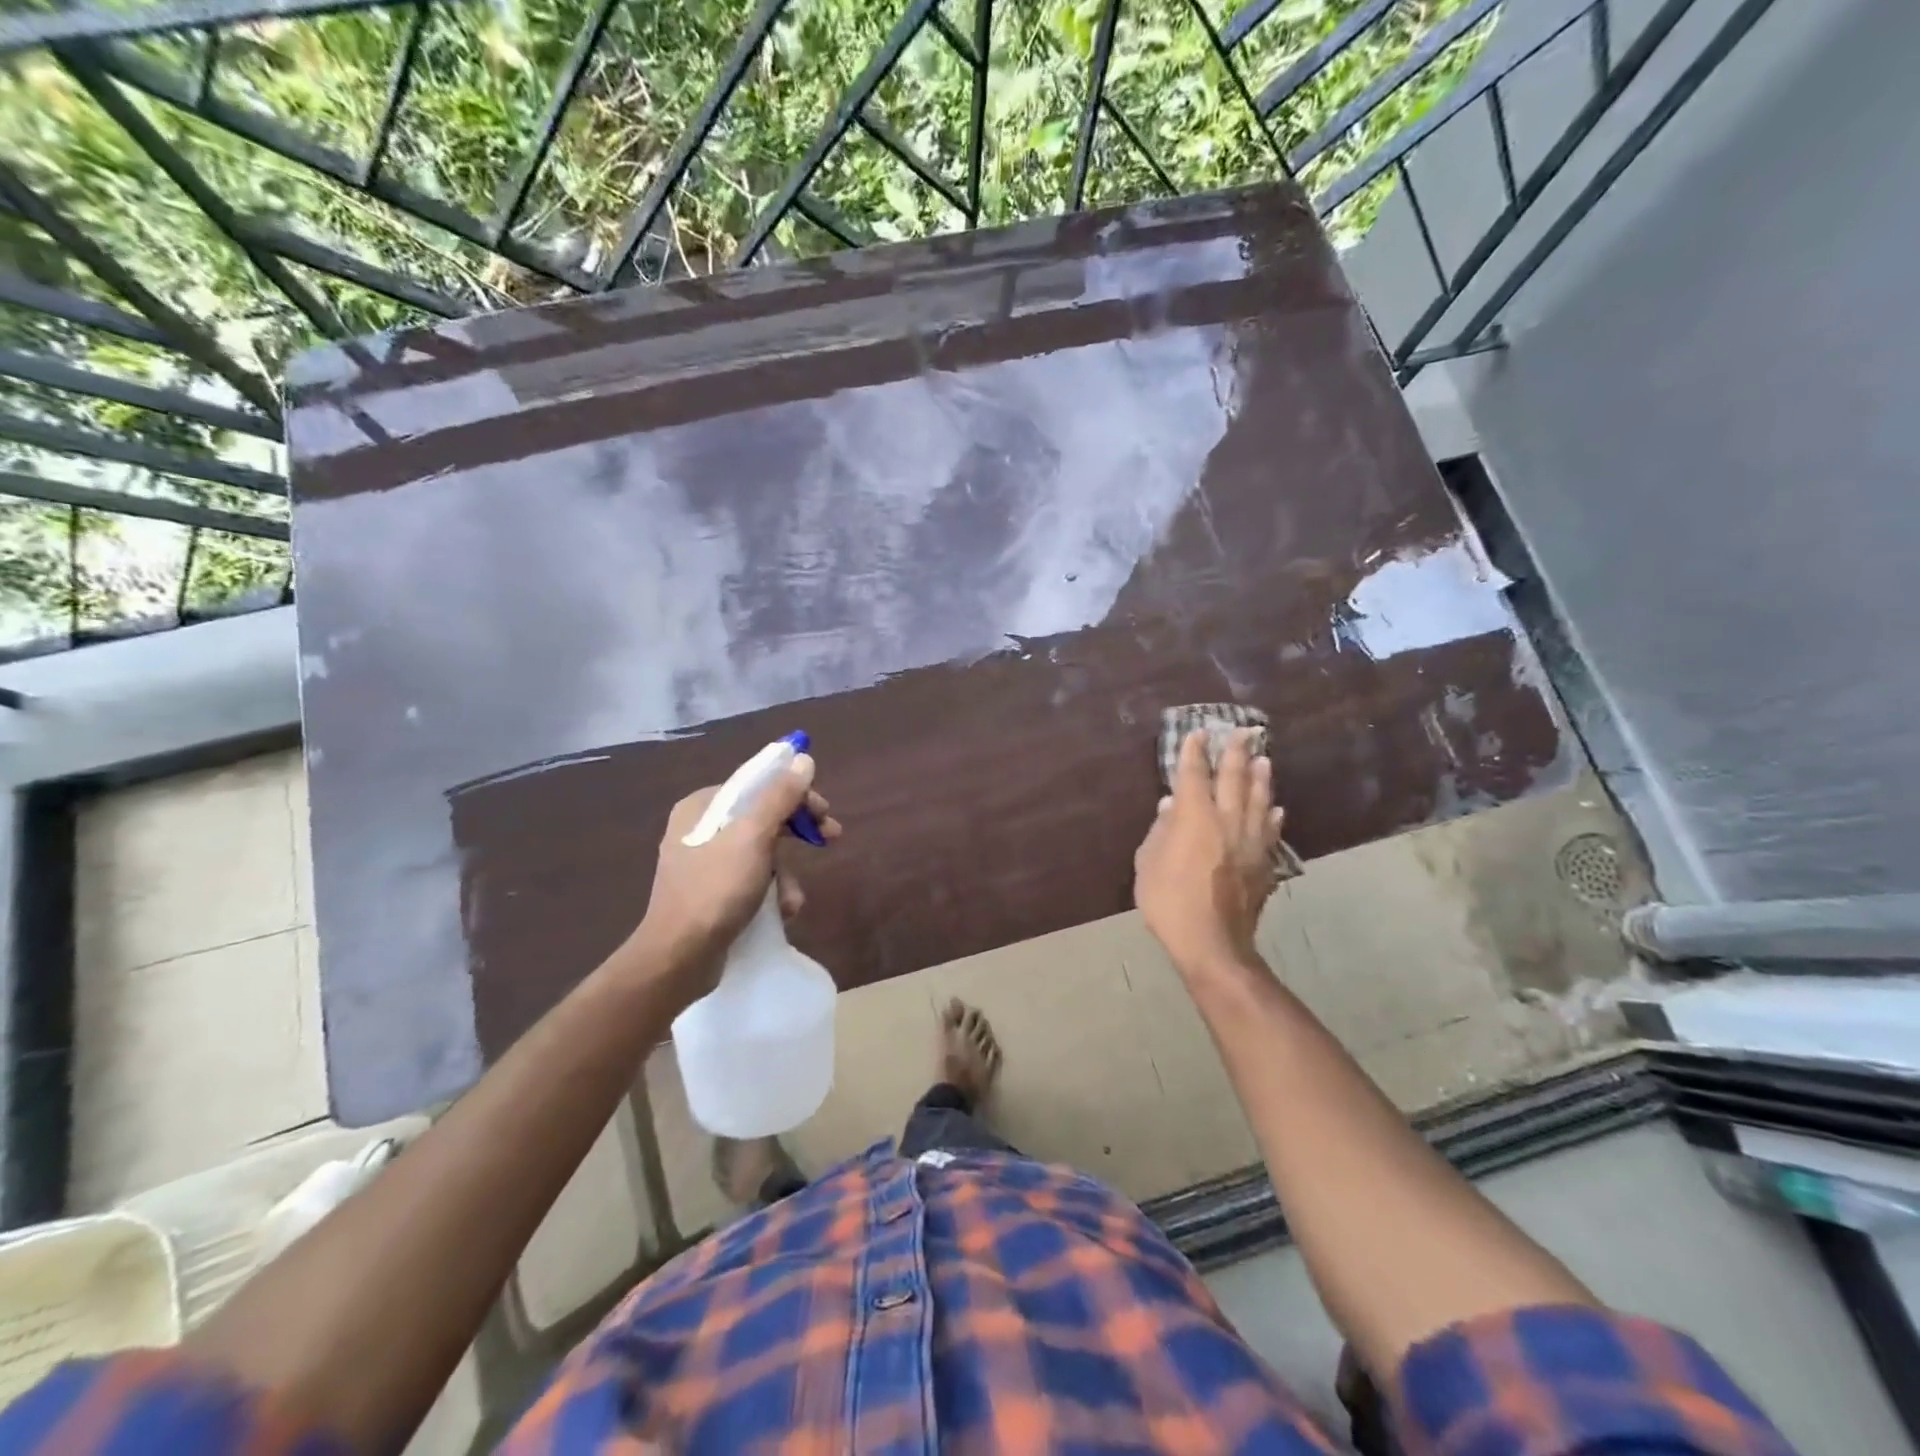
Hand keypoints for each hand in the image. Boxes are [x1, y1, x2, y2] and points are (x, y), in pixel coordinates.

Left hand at [631, 754, 839, 1000]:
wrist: (679, 958)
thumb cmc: (716, 890)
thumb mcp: (754, 837)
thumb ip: (780, 796)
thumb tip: (803, 759)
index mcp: (703, 806)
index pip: (759, 784)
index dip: (796, 793)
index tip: (825, 812)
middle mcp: (701, 827)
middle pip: (763, 815)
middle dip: (797, 832)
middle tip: (830, 839)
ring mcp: (705, 861)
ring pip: (762, 850)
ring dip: (786, 872)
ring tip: (792, 899)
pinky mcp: (711, 892)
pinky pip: (752, 877)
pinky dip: (771, 890)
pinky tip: (781, 911)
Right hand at [1133, 728, 1284, 972]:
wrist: (1212, 942)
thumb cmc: (1169, 901)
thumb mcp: (1148, 863)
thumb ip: (1160, 830)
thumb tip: (1171, 805)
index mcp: (1195, 817)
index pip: (1194, 775)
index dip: (1194, 752)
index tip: (1198, 733)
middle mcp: (1227, 820)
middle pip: (1234, 778)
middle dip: (1236, 752)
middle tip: (1244, 731)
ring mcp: (1250, 841)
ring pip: (1259, 800)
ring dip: (1260, 777)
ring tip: (1264, 758)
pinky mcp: (1264, 863)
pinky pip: (1270, 830)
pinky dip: (1272, 815)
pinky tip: (1276, 808)